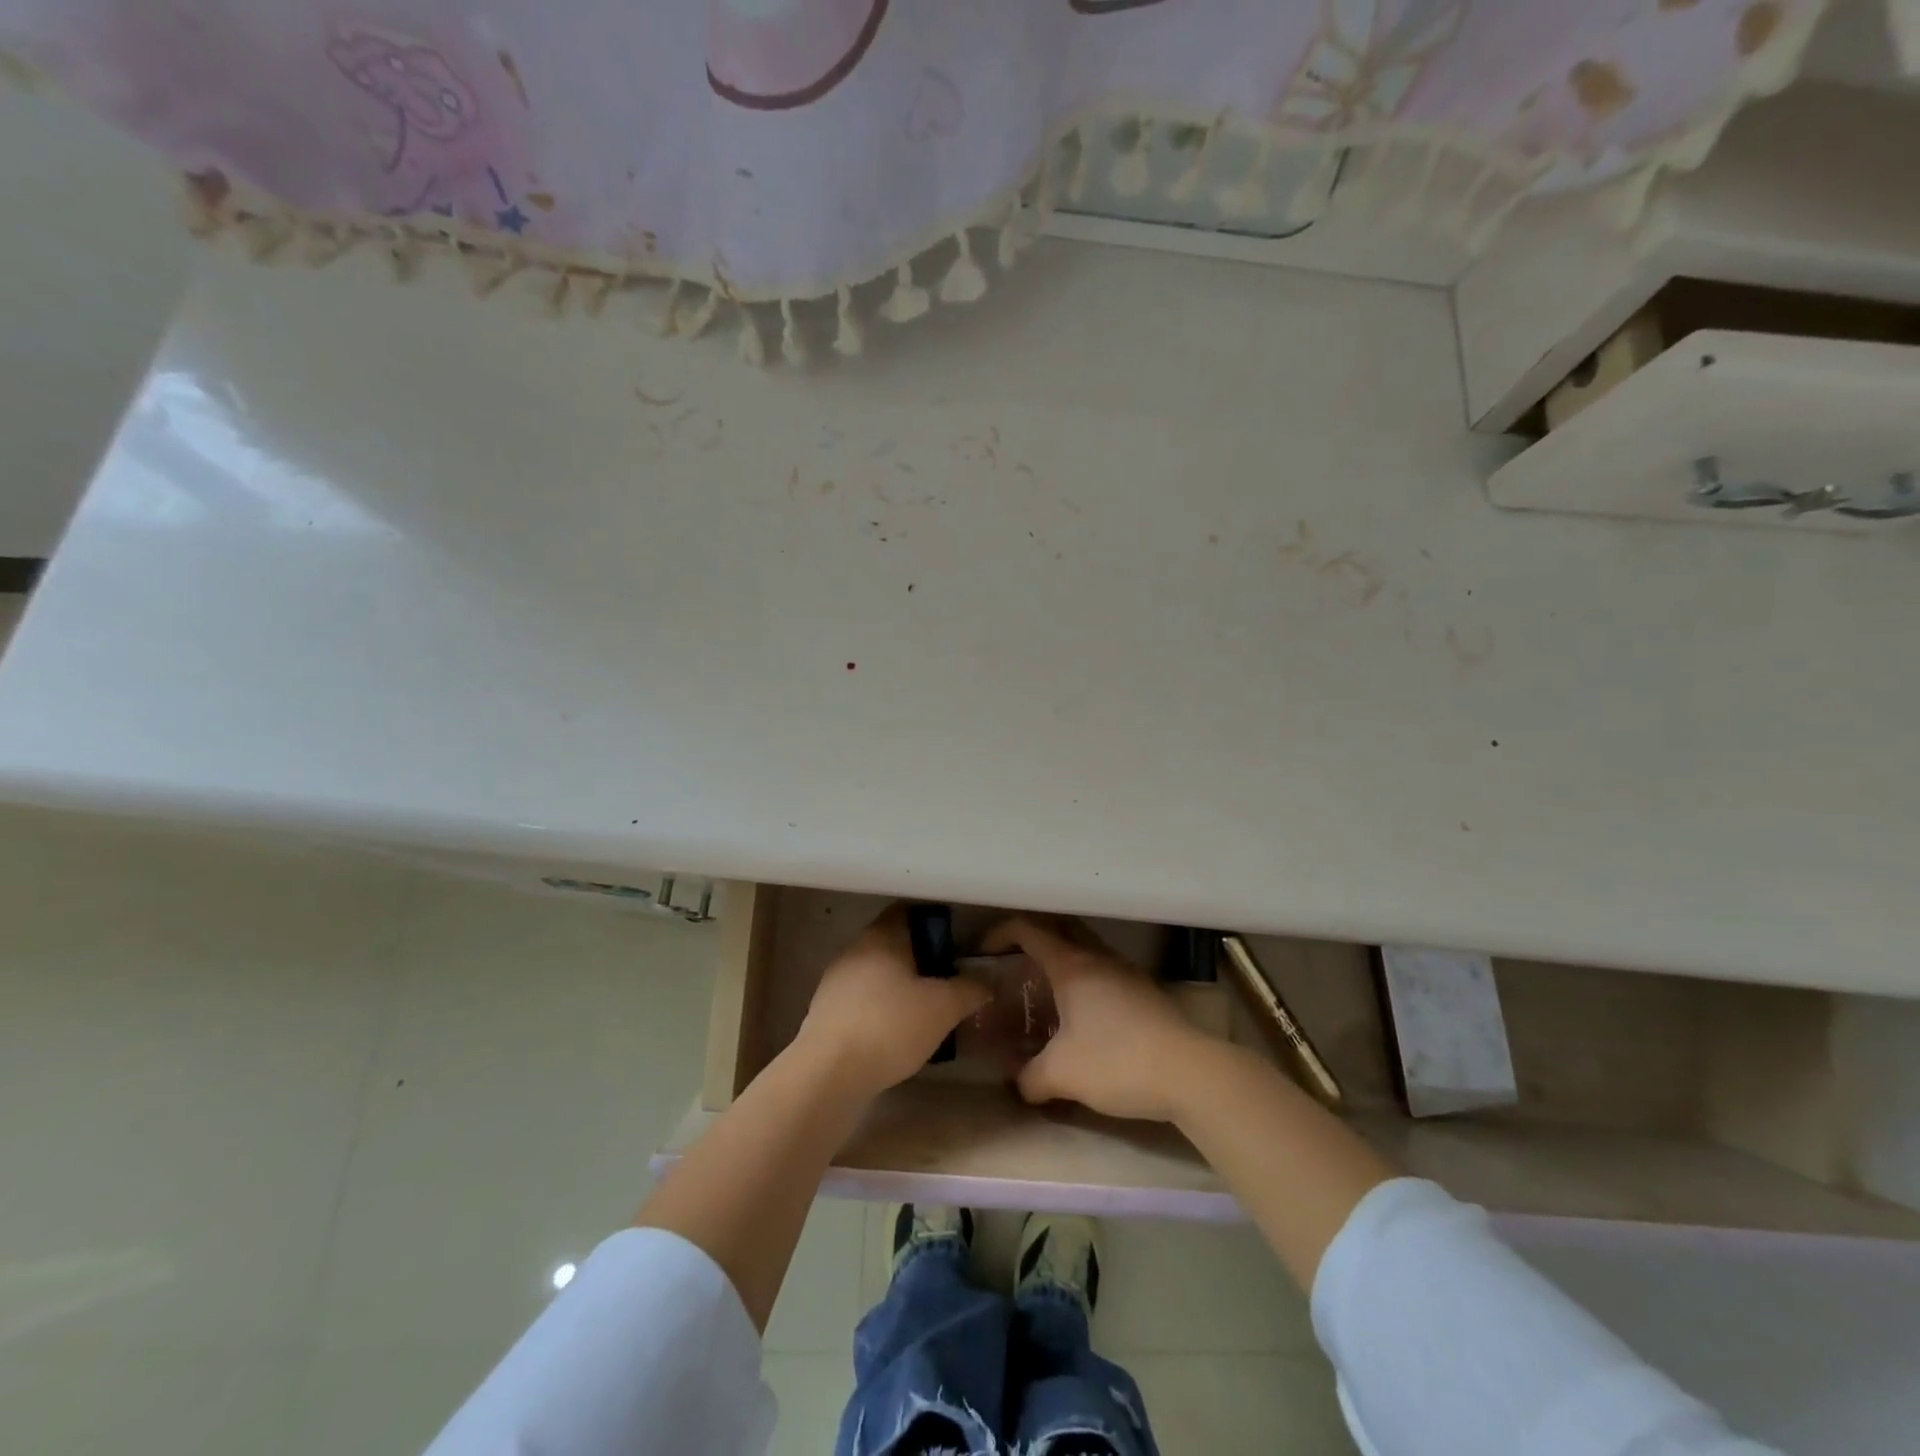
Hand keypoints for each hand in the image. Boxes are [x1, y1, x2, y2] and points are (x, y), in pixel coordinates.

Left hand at [796, 905, 990, 1099]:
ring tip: (926, 1011)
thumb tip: (986, 982)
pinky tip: (897, 1034)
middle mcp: (855, 949)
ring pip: (877, 973)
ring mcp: (836, 981)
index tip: (956, 942)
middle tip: (948, 980)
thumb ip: (970, 989)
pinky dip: (881, 1009)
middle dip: (921, 959)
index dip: (934, 923)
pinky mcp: (825, 1012)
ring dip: (900, 987)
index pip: (909, 912)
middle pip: (894, 944)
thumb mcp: (944, 1007)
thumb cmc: (891, 1025)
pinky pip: (862, 1000)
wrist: (830, 1072)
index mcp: (882, 936)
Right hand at [982, 916, 1219, 1122]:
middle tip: (1012, 964)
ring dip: (1061, 961)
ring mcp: (1125, 972)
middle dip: (1032, 940)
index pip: (1028, 930)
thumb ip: (1029, 1077)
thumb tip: (1016, 1083)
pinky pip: (1103, 972)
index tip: (982, 951)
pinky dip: (1084, 981)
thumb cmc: (1117, 1061)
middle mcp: (1098, 958)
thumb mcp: (1062, 1074)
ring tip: (1044, 993)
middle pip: (1059, 930)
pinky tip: (1082, 1016)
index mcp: (1072, 965)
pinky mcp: (1144, 992)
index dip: (1000, 933)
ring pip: (1085, 951)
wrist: (1190, 1073)